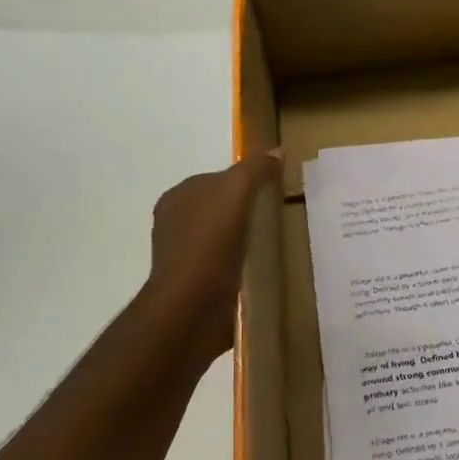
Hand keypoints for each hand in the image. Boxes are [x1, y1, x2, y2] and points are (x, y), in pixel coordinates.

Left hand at [143, 152, 281, 367]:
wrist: (192, 307)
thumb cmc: (209, 243)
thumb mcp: (235, 193)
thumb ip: (254, 170)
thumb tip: (276, 152)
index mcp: (178, 198)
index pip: (216, 179)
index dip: (246, 181)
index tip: (275, 190)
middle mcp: (177, 225)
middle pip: (221, 209)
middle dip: (247, 211)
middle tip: (281, 216)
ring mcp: (186, 257)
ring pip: (224, 238)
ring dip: (247, 240)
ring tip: (277, 244)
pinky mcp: (198, 285)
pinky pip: (227, 265)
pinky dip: (244, 264)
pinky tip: (263, 269)